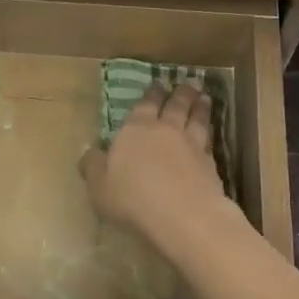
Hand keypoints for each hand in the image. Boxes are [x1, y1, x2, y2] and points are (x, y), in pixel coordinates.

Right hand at [79, 83, 228, 249]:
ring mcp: (192, 146)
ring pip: (197, 119)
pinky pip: (210, 142)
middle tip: (187, 83)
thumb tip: (87, 148)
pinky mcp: (210, 164)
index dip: (152, 94)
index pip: (145, 105)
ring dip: (200, 107)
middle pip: (175, 106)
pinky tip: (211, 134)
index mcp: (135, 130)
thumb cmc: (132, 198)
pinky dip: (211, 133)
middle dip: (180, 93)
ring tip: (204, 98)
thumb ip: (93, 165)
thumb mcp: (99, 186)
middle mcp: (166, 131)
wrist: (182, 215)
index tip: (158, 84)